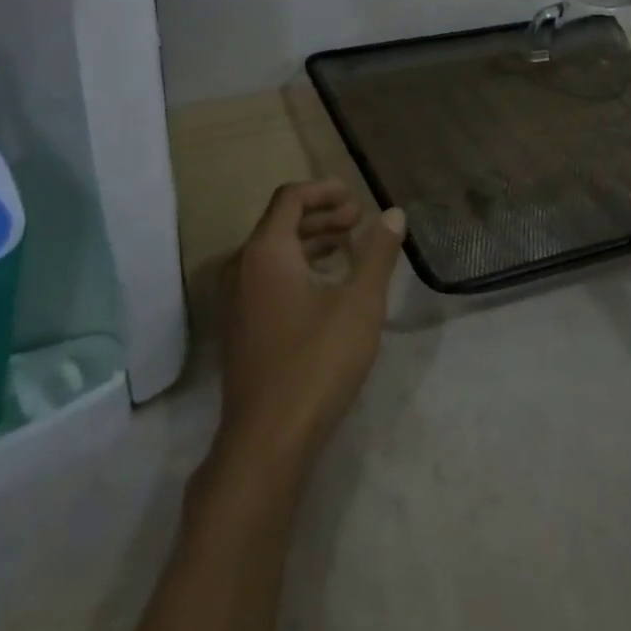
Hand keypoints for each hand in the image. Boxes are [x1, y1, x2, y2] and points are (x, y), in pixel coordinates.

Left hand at [217, 180, 406, 474]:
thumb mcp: (360, 303)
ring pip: (274, 253)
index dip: (323, 190)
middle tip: (358, 220)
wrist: (266, 440)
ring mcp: (237, 300)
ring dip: (311, 242)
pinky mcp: (241, 328)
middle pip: (281, 223)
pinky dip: (298, 267)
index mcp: (266, 251)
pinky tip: (326, 287)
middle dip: (322, 215)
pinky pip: (268, 278)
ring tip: (349, 247)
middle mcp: (243, 267)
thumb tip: (393, 214)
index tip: (355, 195)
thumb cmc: (316, 361)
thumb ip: (378, 254)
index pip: (290, 198)